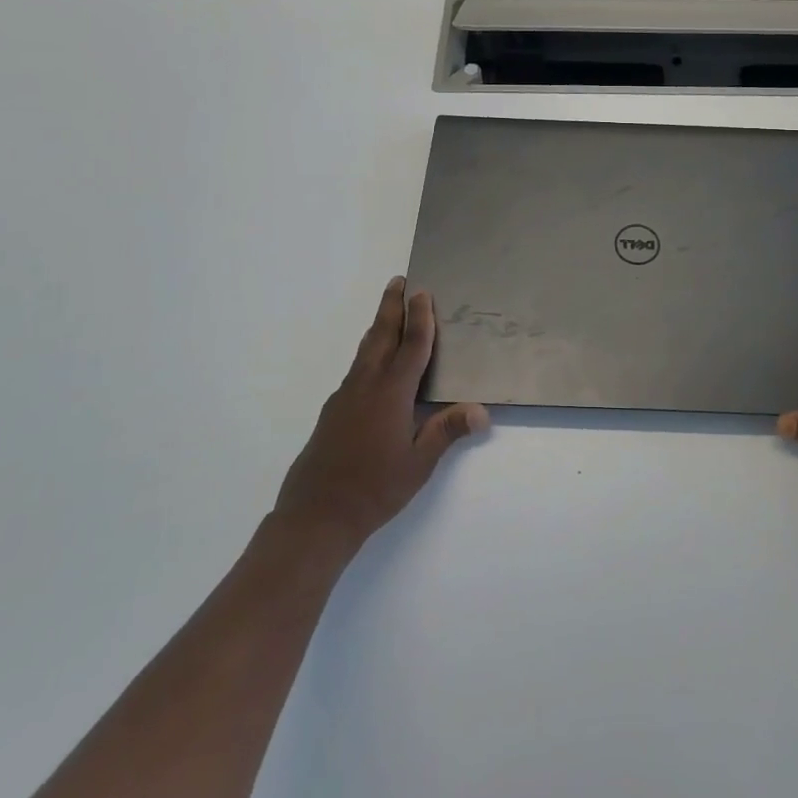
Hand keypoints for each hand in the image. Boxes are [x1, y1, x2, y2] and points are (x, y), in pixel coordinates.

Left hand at [274, 277, 489, 560]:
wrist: (315, 515)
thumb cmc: (374, 489)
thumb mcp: (418, 464)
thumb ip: (446, 432)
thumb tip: (482, 411)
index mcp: (391, 393)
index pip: (411, 347)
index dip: (420, 319)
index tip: (423, 292)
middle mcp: (366, 386)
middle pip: (381, 336)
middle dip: (391, 307)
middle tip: (399, 281)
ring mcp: (345, 397)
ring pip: (365, 351)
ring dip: (378, 327)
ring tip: (388, 313)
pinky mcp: (332, 411)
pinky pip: (356, 369)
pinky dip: (369, 353)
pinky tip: (373, 366)